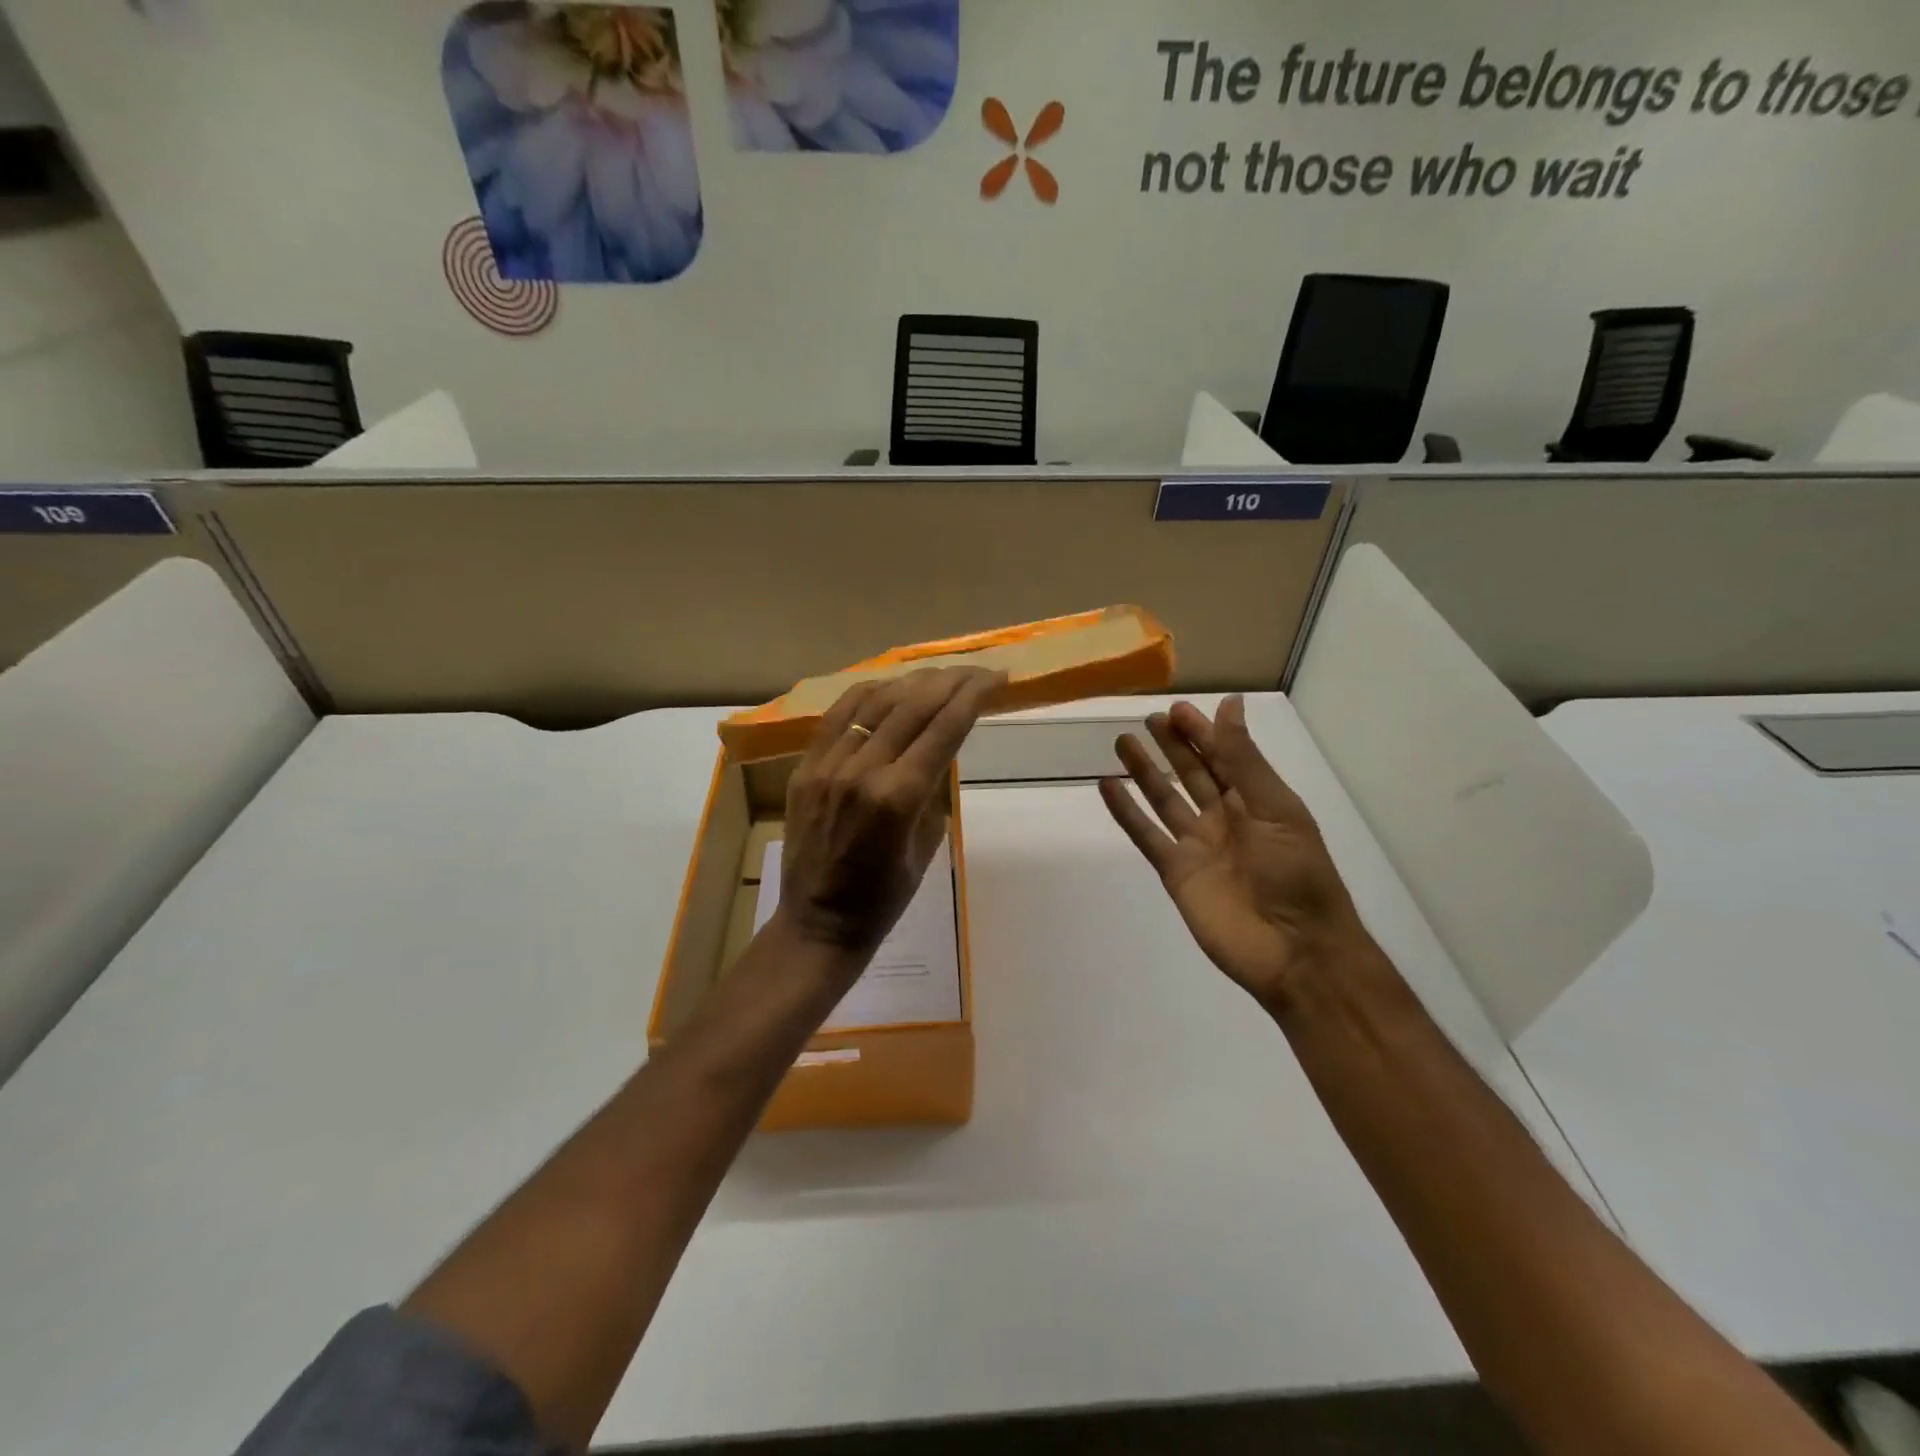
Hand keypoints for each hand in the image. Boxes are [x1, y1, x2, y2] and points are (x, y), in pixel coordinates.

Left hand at [777, 666, 1004, 959]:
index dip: (974, 697)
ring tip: (940, 674)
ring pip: (875, 702)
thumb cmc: (884, 899)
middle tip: (977, 670)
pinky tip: (891, 686)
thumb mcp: (926, 844)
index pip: (944, 729)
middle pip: (913, 706)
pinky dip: (868, 694)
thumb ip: (933, 789)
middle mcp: (862, 771)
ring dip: (913, 681)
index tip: (997, 678)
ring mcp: (828, 765)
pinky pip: (838, 715)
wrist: (818, 922)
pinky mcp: (806, 767)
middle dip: (951, 681)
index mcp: (898, 798)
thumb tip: (941, 745)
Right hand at [1099, 695, 1377, 1011]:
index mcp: (1256, 801)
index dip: (1201, 732)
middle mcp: (1225, 818)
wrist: (1295, 951)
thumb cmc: (1297, 873)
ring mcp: (1197, 846)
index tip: (1176, 708)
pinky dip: (1126, 812)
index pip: (1223, 756)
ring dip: (1145, 772)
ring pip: (1164, 799)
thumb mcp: (1275, 808)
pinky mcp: (1176, 872)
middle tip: (1147, 719)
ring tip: (1122, 743)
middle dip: (1172, 745)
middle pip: (1192, 773)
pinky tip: (1108, 787)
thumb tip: (1229, 704)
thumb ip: (1245, 759)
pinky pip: (1146, 835)